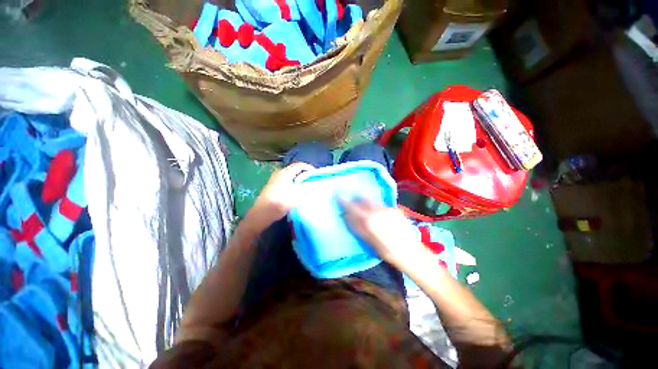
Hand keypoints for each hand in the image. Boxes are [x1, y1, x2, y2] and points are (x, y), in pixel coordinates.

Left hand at [250, 162, 314, 225]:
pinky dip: (292, 180)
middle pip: (294, 168)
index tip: (315, 173)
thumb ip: (308, 187)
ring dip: (298, 176)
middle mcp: (279, 173)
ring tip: (305, 183)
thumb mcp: (297, 195)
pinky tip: (295, 188)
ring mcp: (274, 179)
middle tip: (311, 178)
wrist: (262, 213)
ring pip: (289, 174)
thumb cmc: (280, 202)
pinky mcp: (272, 185)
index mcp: (285, 173)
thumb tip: (316, 184)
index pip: (299, 165)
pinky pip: (285, 179)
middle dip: (304, 172)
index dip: (309, 167)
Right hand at [339, 198, 426, 269]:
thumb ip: (356, 226)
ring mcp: (388, 208)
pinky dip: (377, 208)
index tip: (339, 196)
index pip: (352, 207)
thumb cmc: (386, 250)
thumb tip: (346, 216)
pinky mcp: (395, 209)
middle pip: (363, 199)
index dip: (344, 201)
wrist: (409, 251)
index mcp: (369, 220)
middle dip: (357, 200)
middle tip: (354, 204)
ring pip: (373, 202)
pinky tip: (381, 217)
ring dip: (367, 204)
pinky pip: (382, 205)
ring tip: (369, 212)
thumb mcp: (367, 241)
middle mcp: (378, 210)